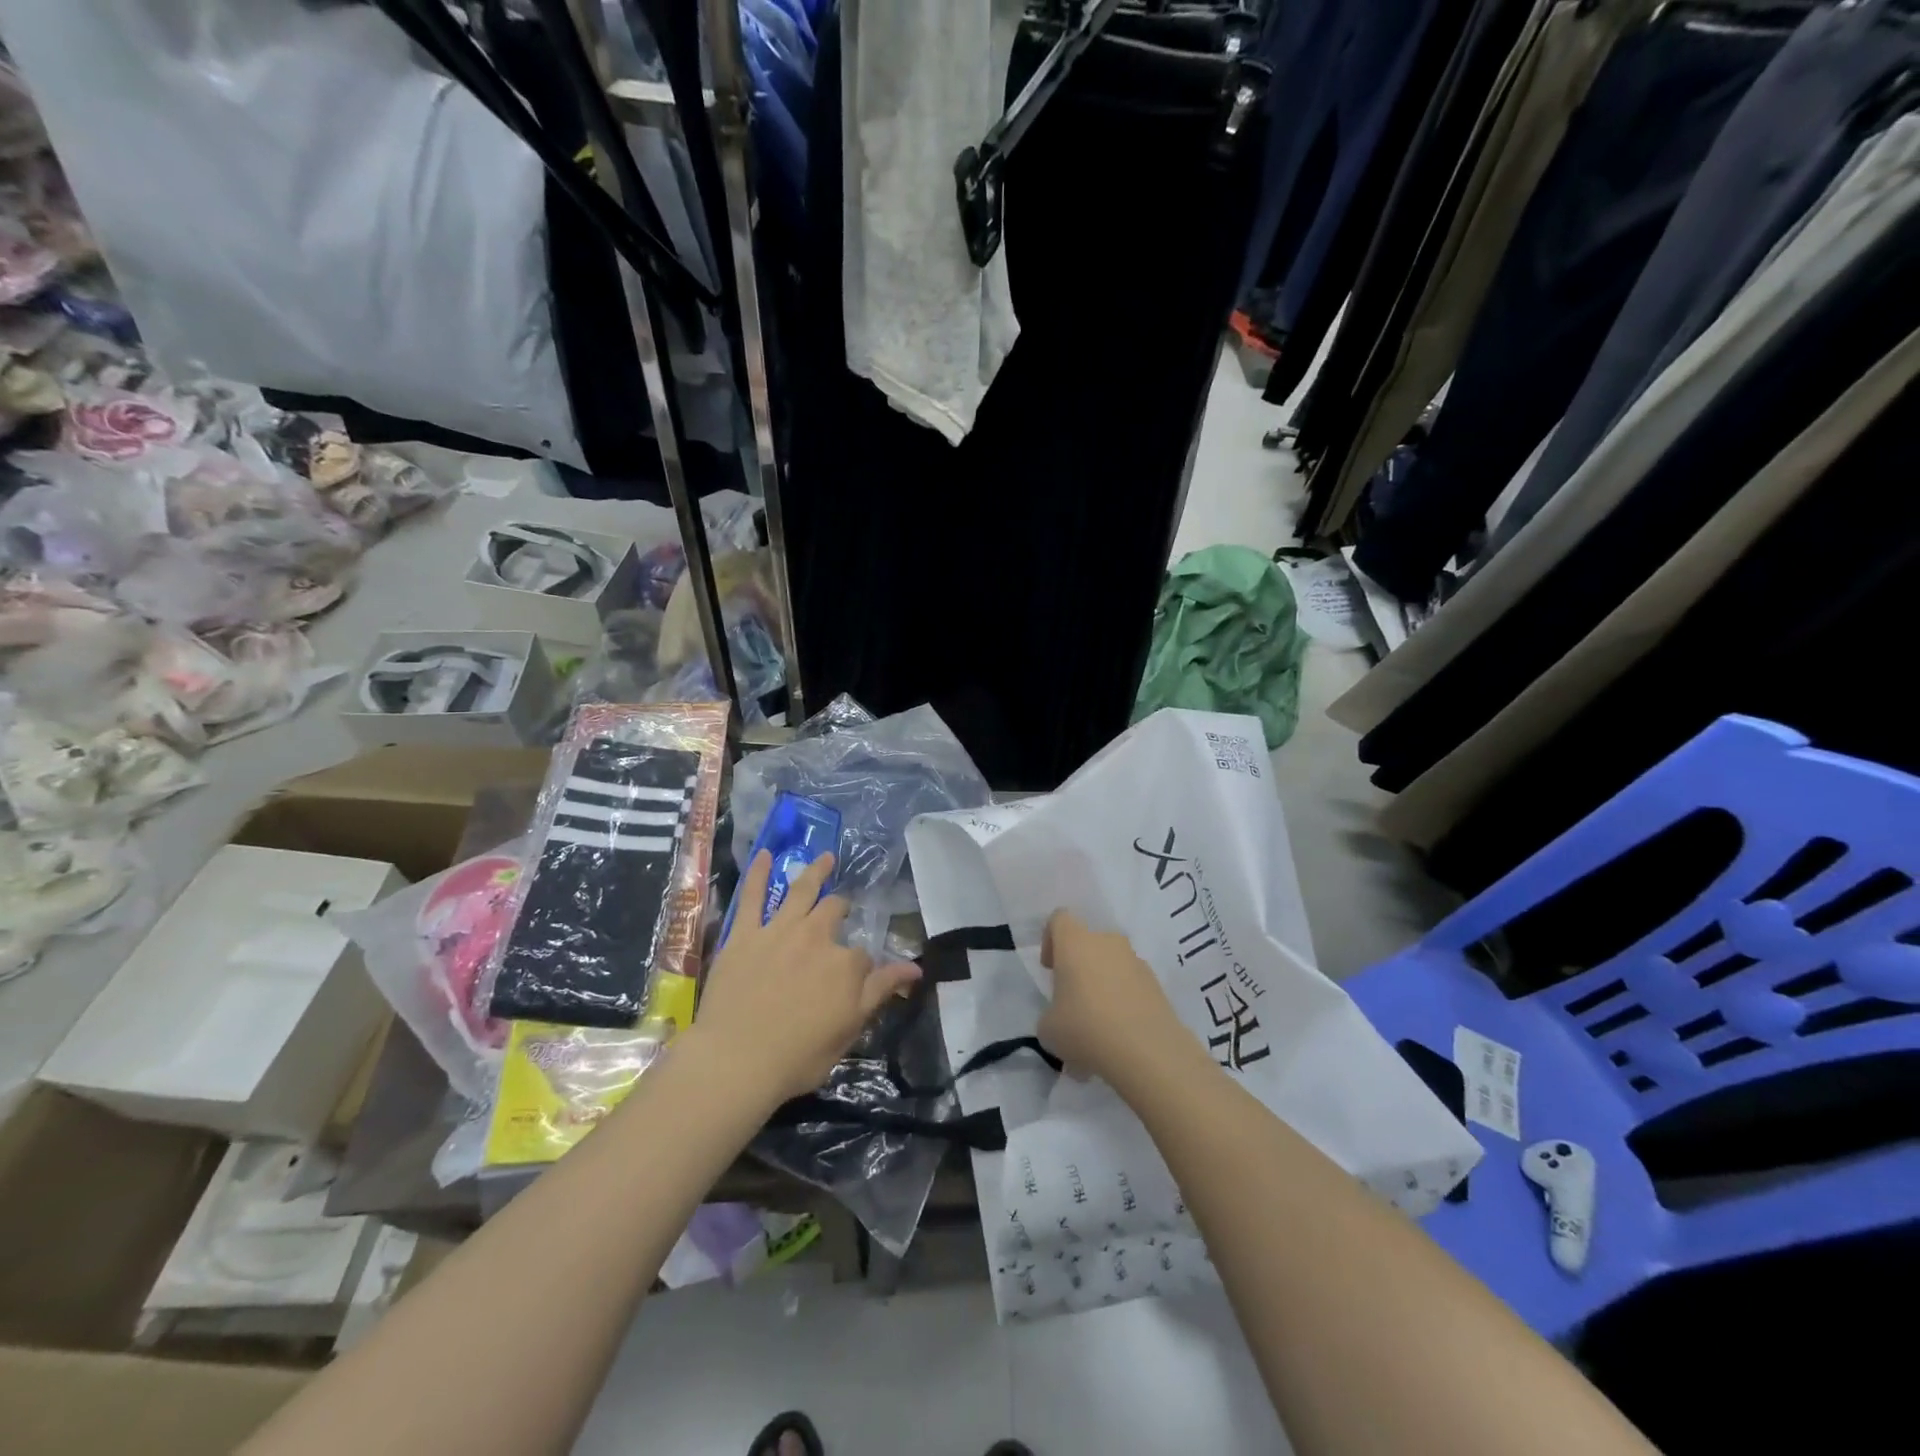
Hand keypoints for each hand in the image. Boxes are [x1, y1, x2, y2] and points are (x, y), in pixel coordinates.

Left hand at [691, 851, 920, 1103]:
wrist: (736, 1060)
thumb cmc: (798, 1055)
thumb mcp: (851, 1029)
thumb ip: (882, 991)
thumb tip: (916, 967)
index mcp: (846, 964)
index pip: (863, 956)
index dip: (862, 966)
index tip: (859, 977)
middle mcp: (816, 937)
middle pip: (835, 912)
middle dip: (842, 908)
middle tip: (843, 909)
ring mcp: (778, 931)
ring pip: (801, 891)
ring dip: (816, 871)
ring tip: (826, 857)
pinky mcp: (744, 934)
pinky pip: (752, 897)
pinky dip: (758, 873)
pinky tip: (763, 854)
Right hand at [1039, 910, 1193, 1093]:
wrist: (1146, 1051)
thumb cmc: (1085, 1029)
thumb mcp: (1048, 1028)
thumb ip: (1050, 1013)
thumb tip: (1062, 1016)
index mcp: (1075, 942)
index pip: (1059, 919)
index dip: (1050, 940)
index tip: (1050, 969)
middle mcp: (1107, 942)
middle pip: (1088, 942)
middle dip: (1079, 966)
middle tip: (1073, 999)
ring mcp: (1135, 960)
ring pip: (1112, 963)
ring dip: (1102, 983)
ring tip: (1098, 1024)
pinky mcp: (1156, 983)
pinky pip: (1132, 984)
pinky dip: (1123, 1000)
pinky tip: (1119, 1033)